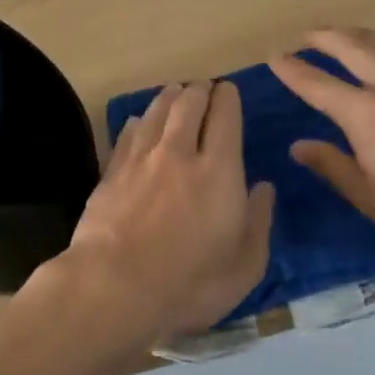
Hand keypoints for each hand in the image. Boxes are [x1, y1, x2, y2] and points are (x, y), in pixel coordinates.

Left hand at [35, 81, 274, 350]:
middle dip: (198, 90)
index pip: (225, 118)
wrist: (114, 288)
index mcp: (218, 171)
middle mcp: (178, 153)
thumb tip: (263, 188)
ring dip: (169, 97)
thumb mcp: (243, 266)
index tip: (228, 89)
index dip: (227, 98)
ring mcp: (140, 160)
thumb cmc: (189, 284)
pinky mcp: (110, 173)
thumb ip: (258, 222)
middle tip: (203, 87)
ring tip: (175, 92)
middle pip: (188, 105)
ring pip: (156, 113)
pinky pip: (128, 134)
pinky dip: (139, 122)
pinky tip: (139, 121)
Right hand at [269, 29, 374, 249]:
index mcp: (364, 111)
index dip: (293, 70)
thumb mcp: (371, 196)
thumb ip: (333, 166)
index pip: (318, 84)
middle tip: (306, 34)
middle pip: (351, 47)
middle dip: (324, 36)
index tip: (275, 57)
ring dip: (357, 35)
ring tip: (344, 36)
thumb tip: (299, 145)